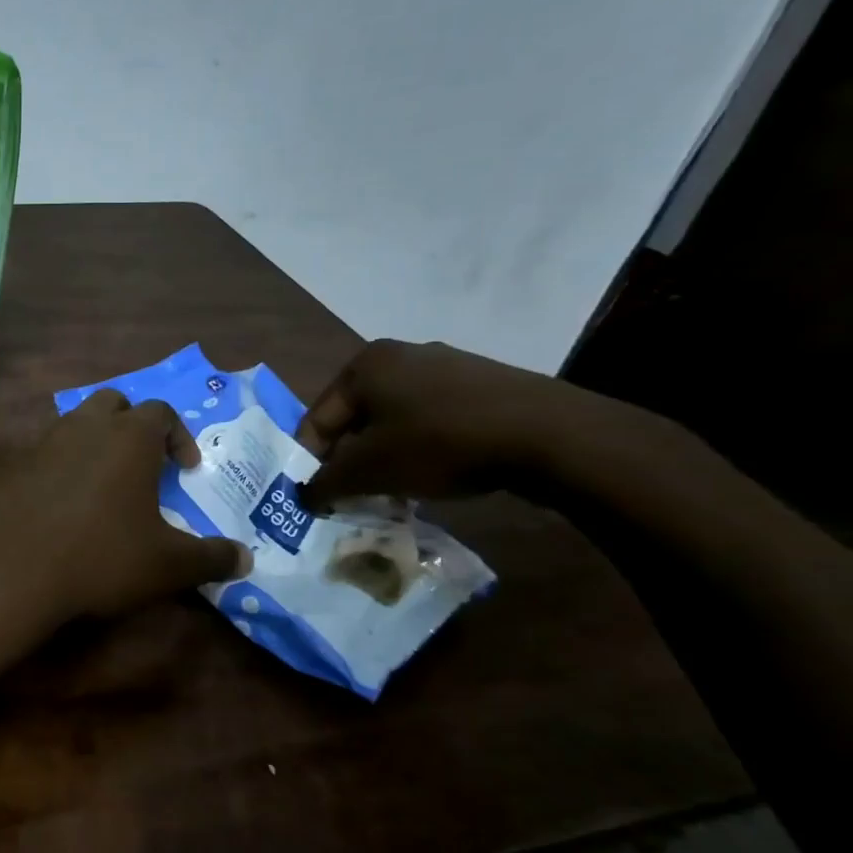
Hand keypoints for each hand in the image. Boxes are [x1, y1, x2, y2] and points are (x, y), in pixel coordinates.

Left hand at [0, 391, 251, 627]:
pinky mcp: (15, 467)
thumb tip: (246, 560)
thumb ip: (211, 558)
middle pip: (114, 404)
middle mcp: (85, 427)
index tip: (187, 469)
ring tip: (106, 483)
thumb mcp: (168, 565)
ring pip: (76, 423)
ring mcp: (44, 444)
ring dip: (96, 441)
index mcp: (129, 437)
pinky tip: (67, 504)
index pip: (161, 413)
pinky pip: (47, 453)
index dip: (180, 436)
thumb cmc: (101, 556)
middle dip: (133, 425)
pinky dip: (63, 466)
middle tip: (144, 463)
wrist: (11, 570)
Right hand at [300, 339, 624, 510]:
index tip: (316, 498)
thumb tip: (304, 497)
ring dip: (387, 456)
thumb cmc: (439, 443)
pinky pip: (433, 419)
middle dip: (352, 460)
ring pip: (395, 420)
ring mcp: (446, 365)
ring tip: (395, 492)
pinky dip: (423, 447)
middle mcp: (400, 355)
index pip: (317, 419)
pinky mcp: (482, 384)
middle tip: (354, 497)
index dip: (310, 462)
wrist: (548, 435)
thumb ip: (326, 484)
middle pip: (357, 418)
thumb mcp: (370, 470)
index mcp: (364, 365)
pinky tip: (437, 473)